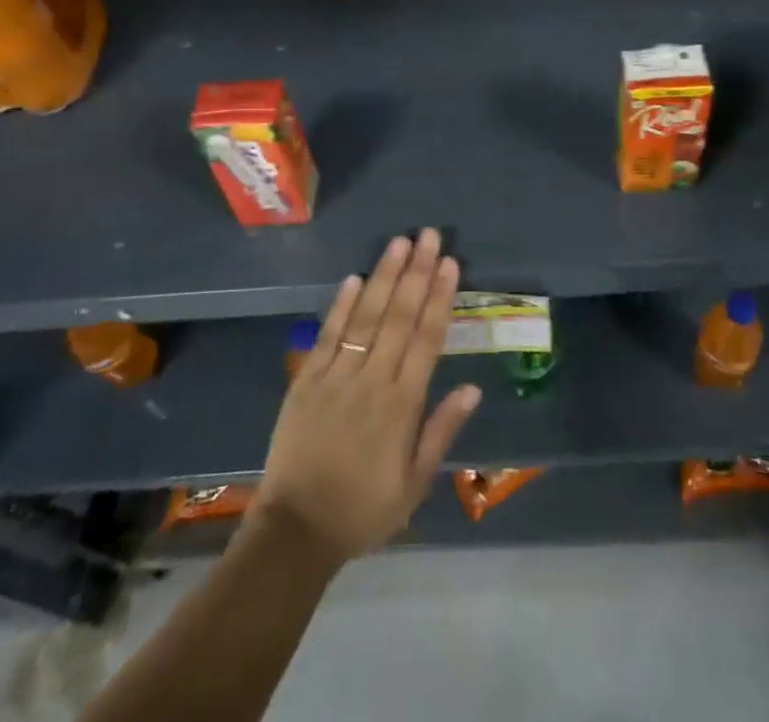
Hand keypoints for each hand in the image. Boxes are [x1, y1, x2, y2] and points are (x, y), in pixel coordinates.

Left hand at [255, 228, 480, 562]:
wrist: (295, 532)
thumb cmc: (364, 509)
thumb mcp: (415, 483)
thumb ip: (442, 431)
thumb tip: (472, 387)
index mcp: (402, 405)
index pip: (427, 339)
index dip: (440, 298)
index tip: (450, 264)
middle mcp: (372, 381)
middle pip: (399, 317)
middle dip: (417, 272)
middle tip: (430, 236)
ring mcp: (336, 376)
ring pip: (366, 317)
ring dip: (384, 276)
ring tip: (400, 243)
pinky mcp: (306, 380)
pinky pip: (328, 336)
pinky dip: (341, 306)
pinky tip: (354, 278)